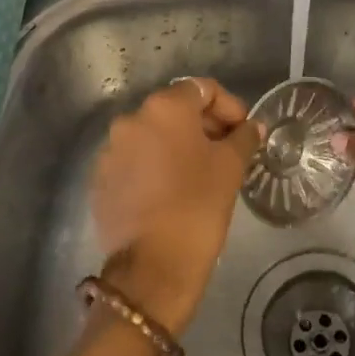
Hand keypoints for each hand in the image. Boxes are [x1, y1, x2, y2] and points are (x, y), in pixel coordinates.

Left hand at [91, 77, 263, 335]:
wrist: (152, 267)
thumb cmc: (198, 206)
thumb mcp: (230, 168)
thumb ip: (243, 138)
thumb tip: (253, 127)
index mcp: (164, 108)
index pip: (202, 89)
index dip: (228, 106)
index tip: (244, 131)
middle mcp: (131, 119)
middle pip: (174, 110)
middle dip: (203, 125)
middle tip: (227, 151)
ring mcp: (110, 150)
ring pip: (152, 136)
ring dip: (177, 145)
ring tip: (200, 173)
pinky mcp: (101, 179)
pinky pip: (134, 161)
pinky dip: (154, 166)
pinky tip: (171, 191)